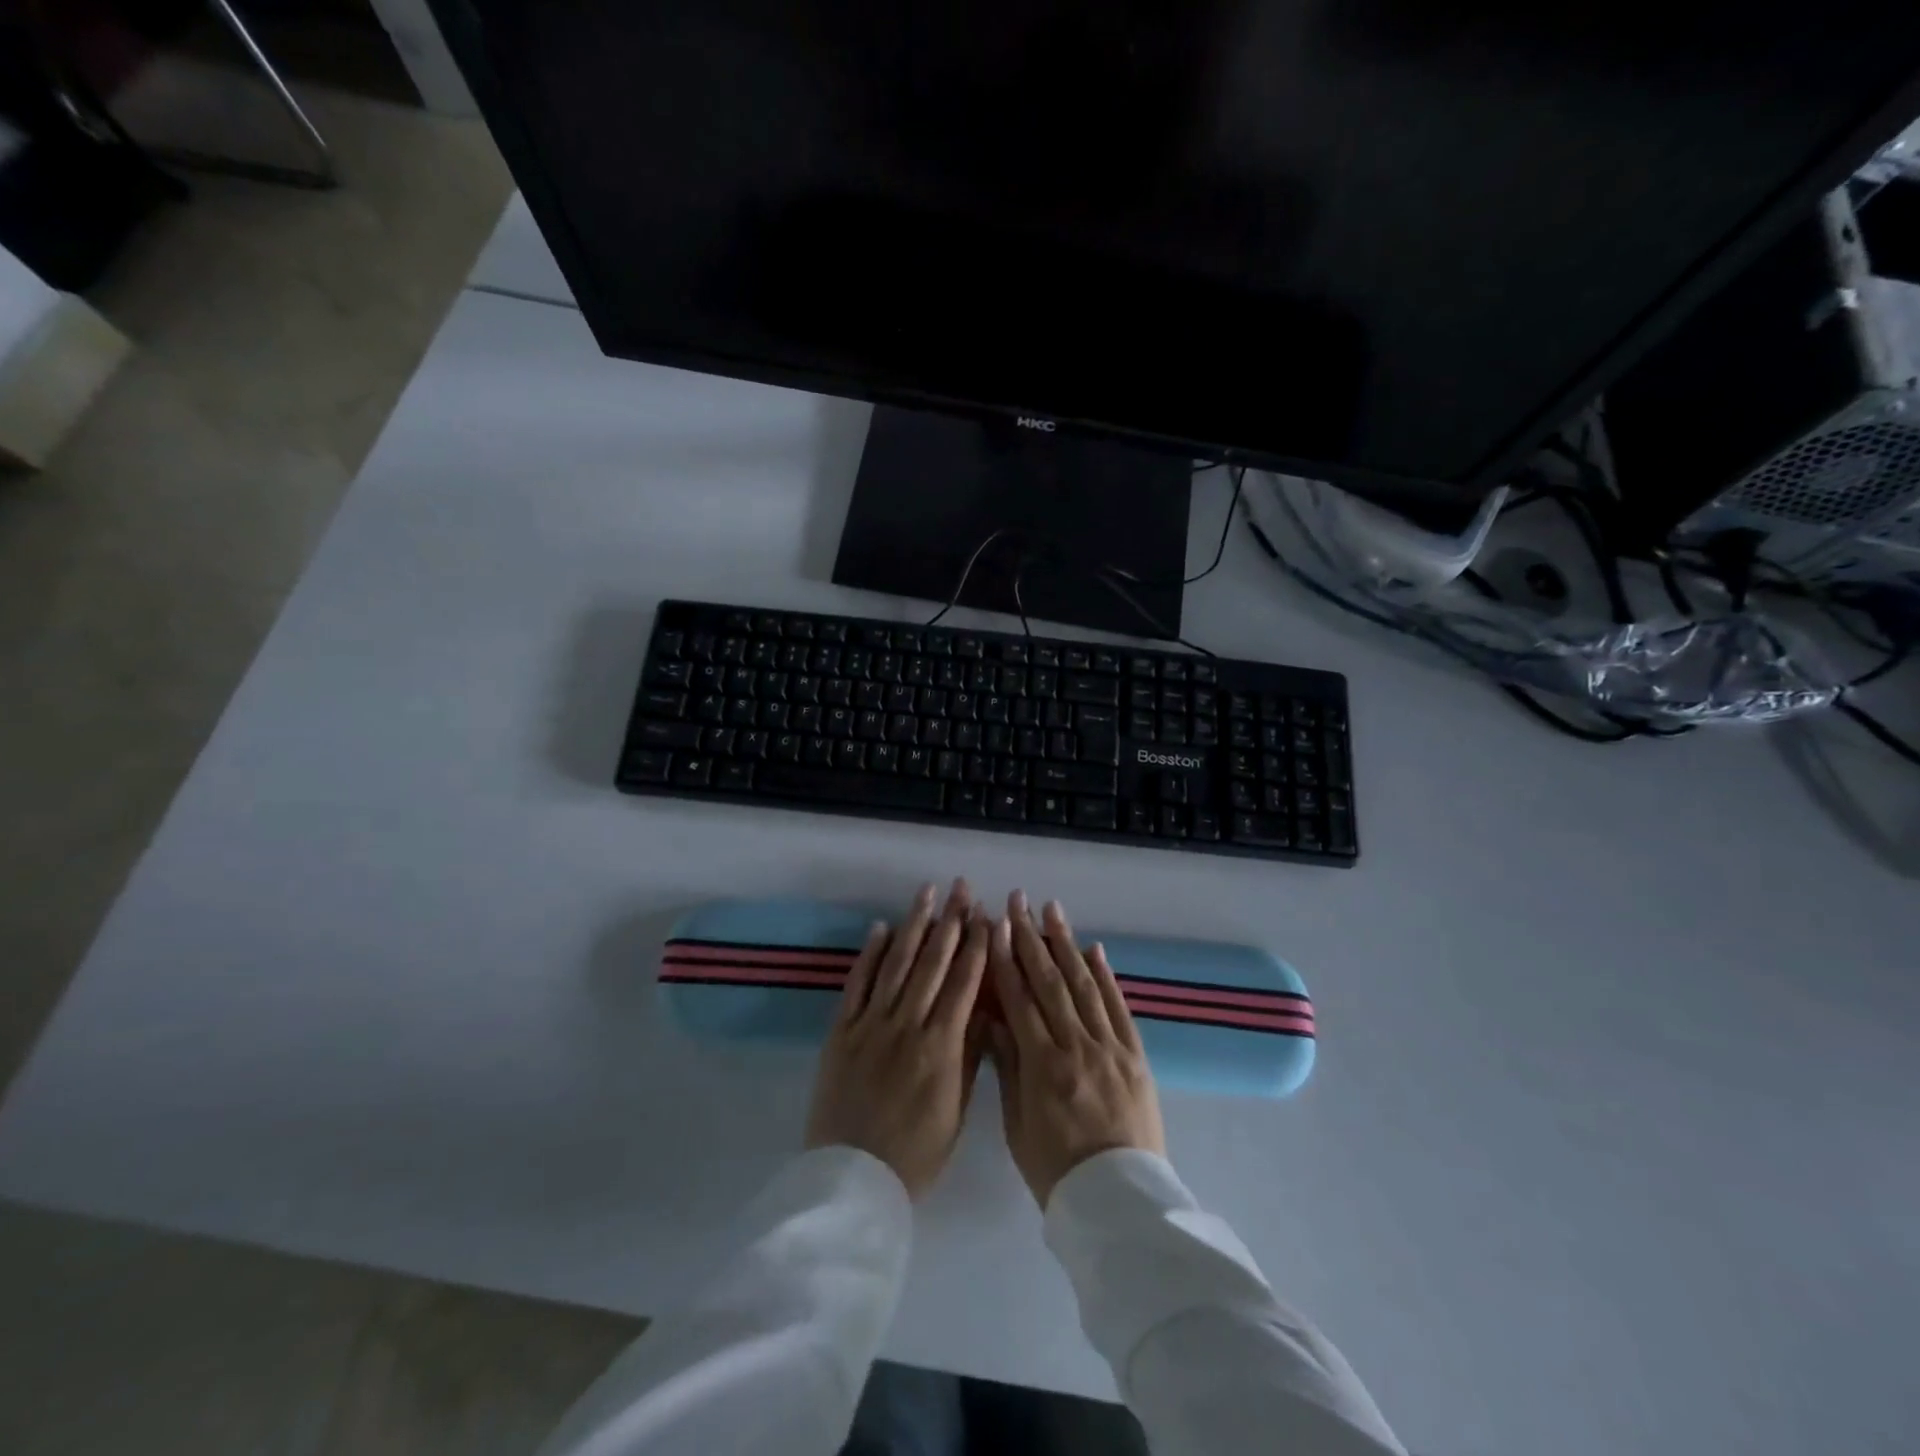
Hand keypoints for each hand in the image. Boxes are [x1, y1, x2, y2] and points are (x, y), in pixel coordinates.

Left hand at [805, 879, 990, 1198]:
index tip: (986, 915)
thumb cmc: (916, 1153)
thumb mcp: (957, 1109)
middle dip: (950, 921)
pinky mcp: (842, 1030)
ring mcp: (871, 1024)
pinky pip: (858, 984)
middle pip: (932, 963)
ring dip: (913, 925)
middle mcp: (907, 1024)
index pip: (964, 983)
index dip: (976, 946)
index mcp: (941, 1046)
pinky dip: (871, 954)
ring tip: (925, 892)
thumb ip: (970, 1055)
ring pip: (897, 964)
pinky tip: (881, 928)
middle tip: (960, 887)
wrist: (853, 1178)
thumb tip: (985, 1009)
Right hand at [987, 891, 1165, 1206]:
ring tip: (1052, 909)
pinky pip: (1119, 1008)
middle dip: (1030, 937)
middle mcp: (1077, 1047)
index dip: (1004, 959)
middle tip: (1018, 901)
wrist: (1119, 1201)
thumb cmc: (1056, 1170)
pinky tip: (1094, 950)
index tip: (993, 925)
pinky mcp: (1135, 1056)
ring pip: (1084, 985)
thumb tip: (992, 1018)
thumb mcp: (1017, 1125)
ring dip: (1066, 943)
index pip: (1019, 999)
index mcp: (1043, 1066)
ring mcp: (1110, 1048)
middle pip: (1050, 982)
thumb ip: (1008, 1066)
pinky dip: (1106, 976)